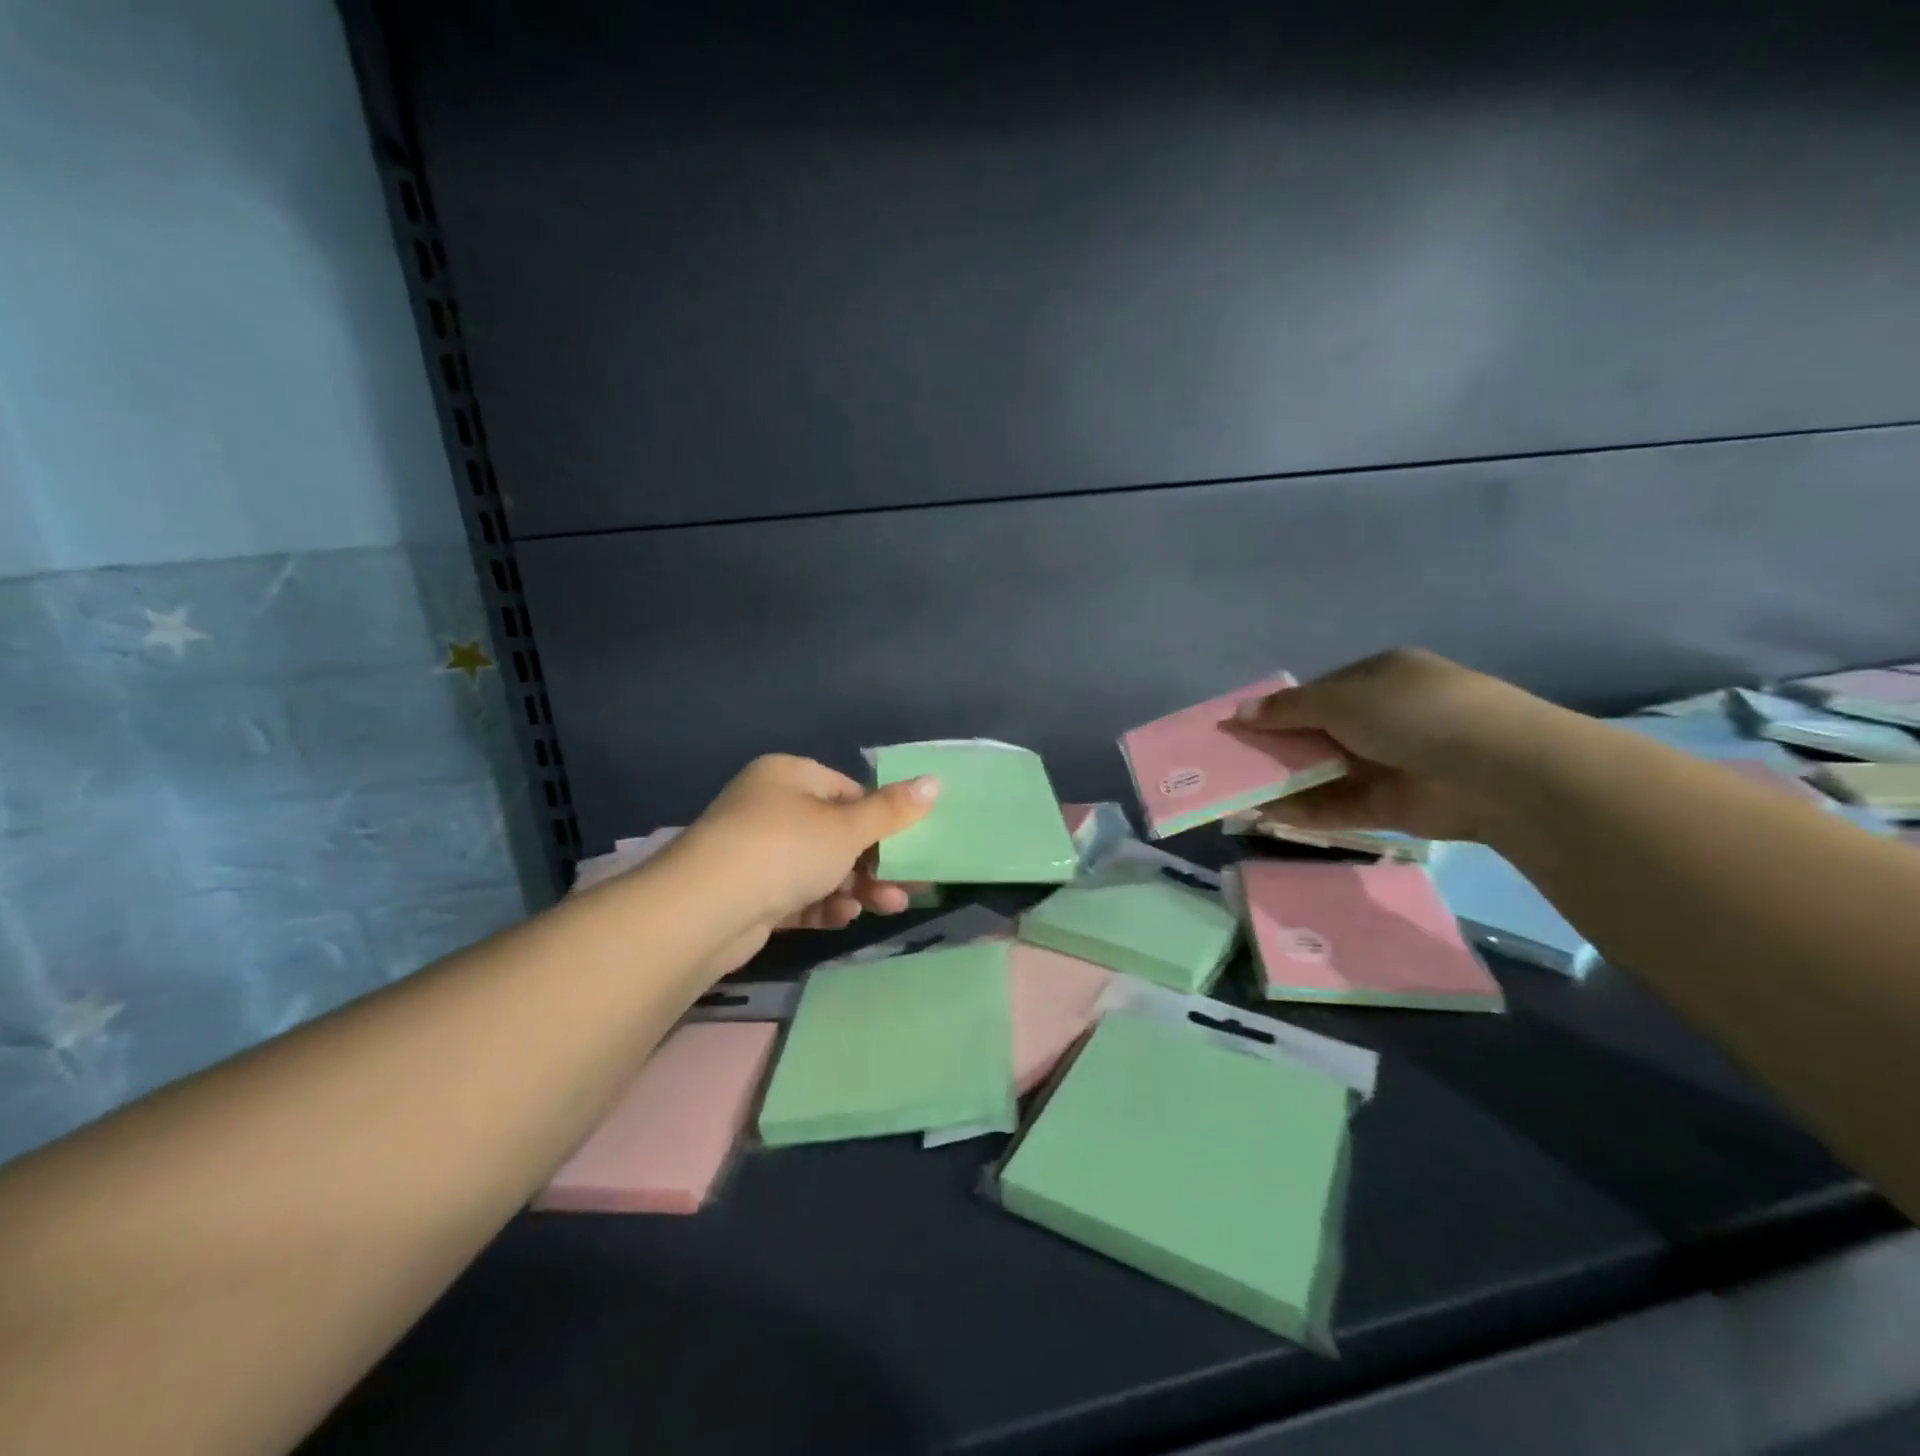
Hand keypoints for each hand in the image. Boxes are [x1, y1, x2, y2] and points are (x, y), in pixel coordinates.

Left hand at [670, 754, 938, 969]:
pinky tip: (842, 917)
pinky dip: (822, 903)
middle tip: (907, 886)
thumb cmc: (784, 850)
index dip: (881, 818)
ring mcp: (755, 851)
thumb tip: (935, 781)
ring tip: (888, 907)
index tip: (910, 845)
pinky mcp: (748, 893)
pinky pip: (796, 893)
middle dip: (874, 862)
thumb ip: (892, 810)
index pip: (847, 791)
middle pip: (835, 832)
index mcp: (788, 775)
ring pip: (819, 867)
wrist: (704, 911)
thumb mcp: (847, 827)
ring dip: (855, 887)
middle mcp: (769, 807)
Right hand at [1232, 648, 1561, 841]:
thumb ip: (1288, 709)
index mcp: (1378, 679)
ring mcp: (1387, 763)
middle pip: (1316, 734)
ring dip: (1283, 781)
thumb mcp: (1341, 698)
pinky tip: (1264, 814)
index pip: (1317, 693)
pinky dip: (1302, 810)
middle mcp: (1382, 719)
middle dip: (1275, 747)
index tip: (1240, 726)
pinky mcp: (1390, 806)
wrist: (1492, 768)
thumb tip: (1239, 713)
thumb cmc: (1411, 712)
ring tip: (1237, 792)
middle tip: (1230, 761)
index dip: (1277, 709)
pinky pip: (1336, 806)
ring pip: (1323, 772)